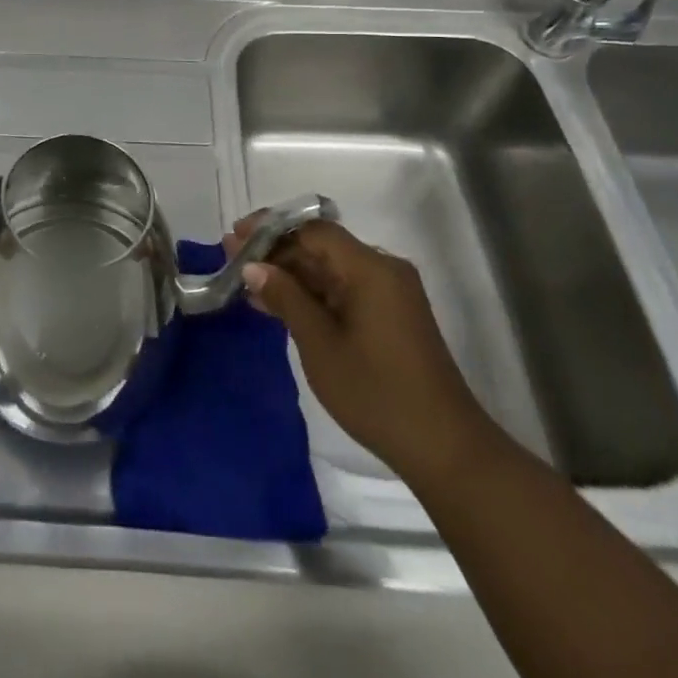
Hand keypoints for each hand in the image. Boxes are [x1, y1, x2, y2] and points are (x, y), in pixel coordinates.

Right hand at [226, 217, 499, 484]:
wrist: (444, 449)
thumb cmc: (376, 393)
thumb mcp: (320, 344)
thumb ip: (285, 298)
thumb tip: (253, 266)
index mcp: (370, 268)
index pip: (313, 230)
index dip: (271, 228)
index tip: (235, 237)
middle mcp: (383, 270)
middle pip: (321, 246)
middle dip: (276, 252)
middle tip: (233, 259)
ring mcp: (389, 294)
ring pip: (330, 270)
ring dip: (290, 275)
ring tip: (246, 281)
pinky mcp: (390, 317)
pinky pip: (343, 290)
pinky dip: (311, 295)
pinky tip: (277, 305)